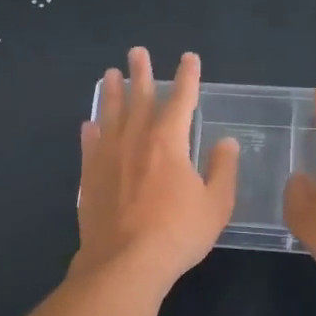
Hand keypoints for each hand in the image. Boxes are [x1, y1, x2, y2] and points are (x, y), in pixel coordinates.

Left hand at [74, 48, 237, 288]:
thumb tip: (226, 142)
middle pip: (139, 98)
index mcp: (168, 142)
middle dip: (141, 73)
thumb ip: (222, 169)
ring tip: (109, 75)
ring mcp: (108, 158)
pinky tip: (90, 124)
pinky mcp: (90, 178)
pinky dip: (92, 131)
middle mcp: (135, 140)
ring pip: (110, 116)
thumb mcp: (215, 204)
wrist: (124, 263)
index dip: (187, 77)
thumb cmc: (177, 233)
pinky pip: (90, 145)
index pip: (182, 100)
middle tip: (137, 52)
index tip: (189, 58)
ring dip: (112, 93)